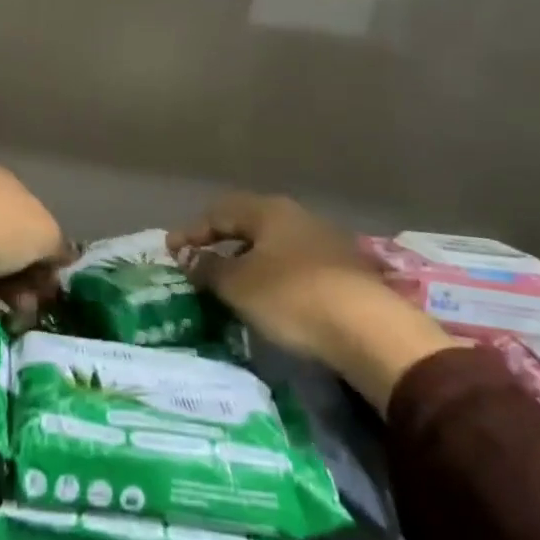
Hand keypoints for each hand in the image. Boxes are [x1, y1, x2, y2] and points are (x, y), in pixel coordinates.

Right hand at [168, 193, 458, 409]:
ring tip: (229, 282)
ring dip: (246, 258)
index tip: (171, 250)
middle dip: (220, 241)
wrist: (368, 329)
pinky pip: (293, 262)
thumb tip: (187, 256)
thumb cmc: (292, 297)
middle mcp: (296, 216)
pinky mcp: (342, 269)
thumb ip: (209, 268)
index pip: (220, 212)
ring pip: (272, 243)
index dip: (192, 230)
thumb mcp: (240, 285)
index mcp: (269, 211)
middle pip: (248, 223)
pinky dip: (271, 273)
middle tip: (198, 262)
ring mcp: (323, 240)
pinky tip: (267, 295)